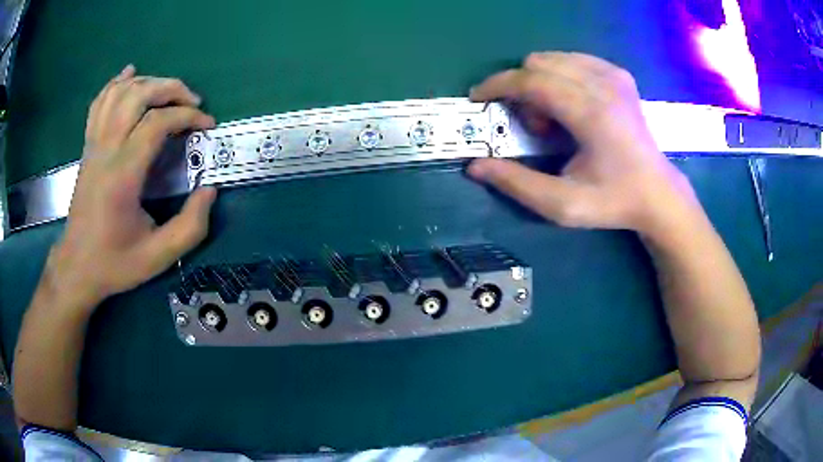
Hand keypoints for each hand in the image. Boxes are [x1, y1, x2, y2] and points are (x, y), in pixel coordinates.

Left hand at [47, 65, 216, 310]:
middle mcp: (106, 150)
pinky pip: (99, 103)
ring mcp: (93, 145)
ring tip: (167, 91)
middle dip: (171, 89)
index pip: (157, 123)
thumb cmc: (114, 263)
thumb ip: (190, 227)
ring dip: (148, 82)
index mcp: (122, 175)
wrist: (76, 267)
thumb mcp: (158, 257)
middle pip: (139, 95)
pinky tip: (129, 74)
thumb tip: (209, 190)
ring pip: (119, 92)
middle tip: (192, 102)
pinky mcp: (88, 147)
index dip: (188, 116)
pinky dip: (115, 83)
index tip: (207, 126)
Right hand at [468, 52, 698, 236]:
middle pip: (538, 64)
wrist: (657, 193)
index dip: (498, 85)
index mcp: (592, 113)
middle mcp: (603, 84)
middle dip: (521, 90)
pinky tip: (571, 104)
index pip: (531, 80)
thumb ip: (516, 184)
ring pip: (553, 59)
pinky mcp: (619, 74)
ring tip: (555, 119)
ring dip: (540, 83)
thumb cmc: (613, 202)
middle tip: (533, 126)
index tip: (478, 97)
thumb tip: (475, 166)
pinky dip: (559, 77)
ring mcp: (614, 75)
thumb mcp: (562, 205)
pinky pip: (573, 60)